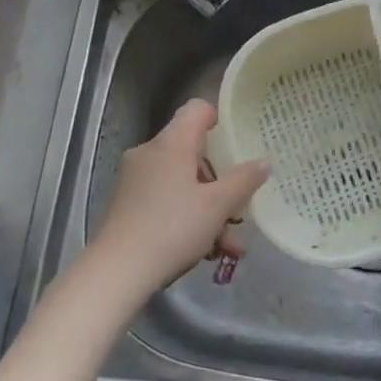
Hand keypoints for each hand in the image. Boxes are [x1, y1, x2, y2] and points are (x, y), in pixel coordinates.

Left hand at [91, 100, 268, 293]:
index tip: (239, 142)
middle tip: (240, 206)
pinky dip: (188, 218)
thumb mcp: (217, 206)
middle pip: (193, 152)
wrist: (117, 271)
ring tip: (230, 245)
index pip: (197, 110)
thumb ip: (244, 181)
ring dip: (209, 209)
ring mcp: (135, 180)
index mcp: (171, 143)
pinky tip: (206, 252)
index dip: (220, 120)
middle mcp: (150, 154)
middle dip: (221, 181)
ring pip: (182, 183)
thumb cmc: (172, 228)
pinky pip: (166, 200)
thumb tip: (263, 161)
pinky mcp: (128, 205)